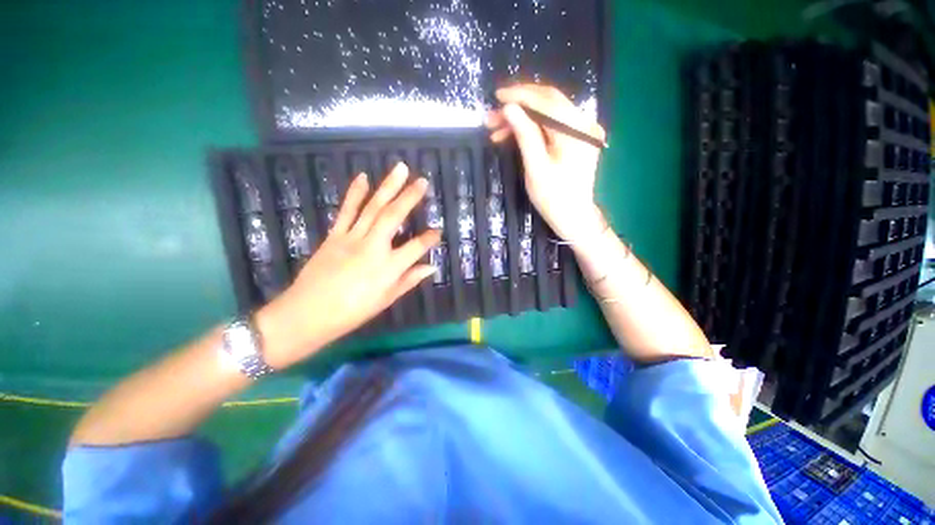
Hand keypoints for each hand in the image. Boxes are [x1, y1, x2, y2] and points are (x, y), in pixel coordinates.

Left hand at [256, 163, 441, 368]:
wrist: (308, 313)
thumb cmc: (353, 311)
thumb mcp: (386, 299)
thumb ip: (409, 280)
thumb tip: (431, 267)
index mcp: (389, 267)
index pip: (416, 247)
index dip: (430, 238)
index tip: (438, 231)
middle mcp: (373, 247)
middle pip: (394, 217)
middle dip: (410, 197)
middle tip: (422, 181)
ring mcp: (352, 238)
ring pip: (373, 208)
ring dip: (388, 187)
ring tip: (400, 169)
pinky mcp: (334, 235)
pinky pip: (346, 211)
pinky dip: (355, 193)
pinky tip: (363, 178)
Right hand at [486, 84, 606, 241]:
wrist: (574, 217)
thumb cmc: (554, 198)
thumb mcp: (535, 168)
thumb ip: (525, 135)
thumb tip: (510, 108)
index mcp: (576, 131)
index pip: (546, 101)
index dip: (520, 96)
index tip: (497, 96)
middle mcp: (584, 124)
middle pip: (548, 103)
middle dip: (518, 107)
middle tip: (492, 117)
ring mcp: (582, 131)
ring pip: (547, 114)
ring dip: (522, 119)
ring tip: (497, 130)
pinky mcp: (576, 139)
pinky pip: (552, 126)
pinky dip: (532, 128)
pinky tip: (513, 135)